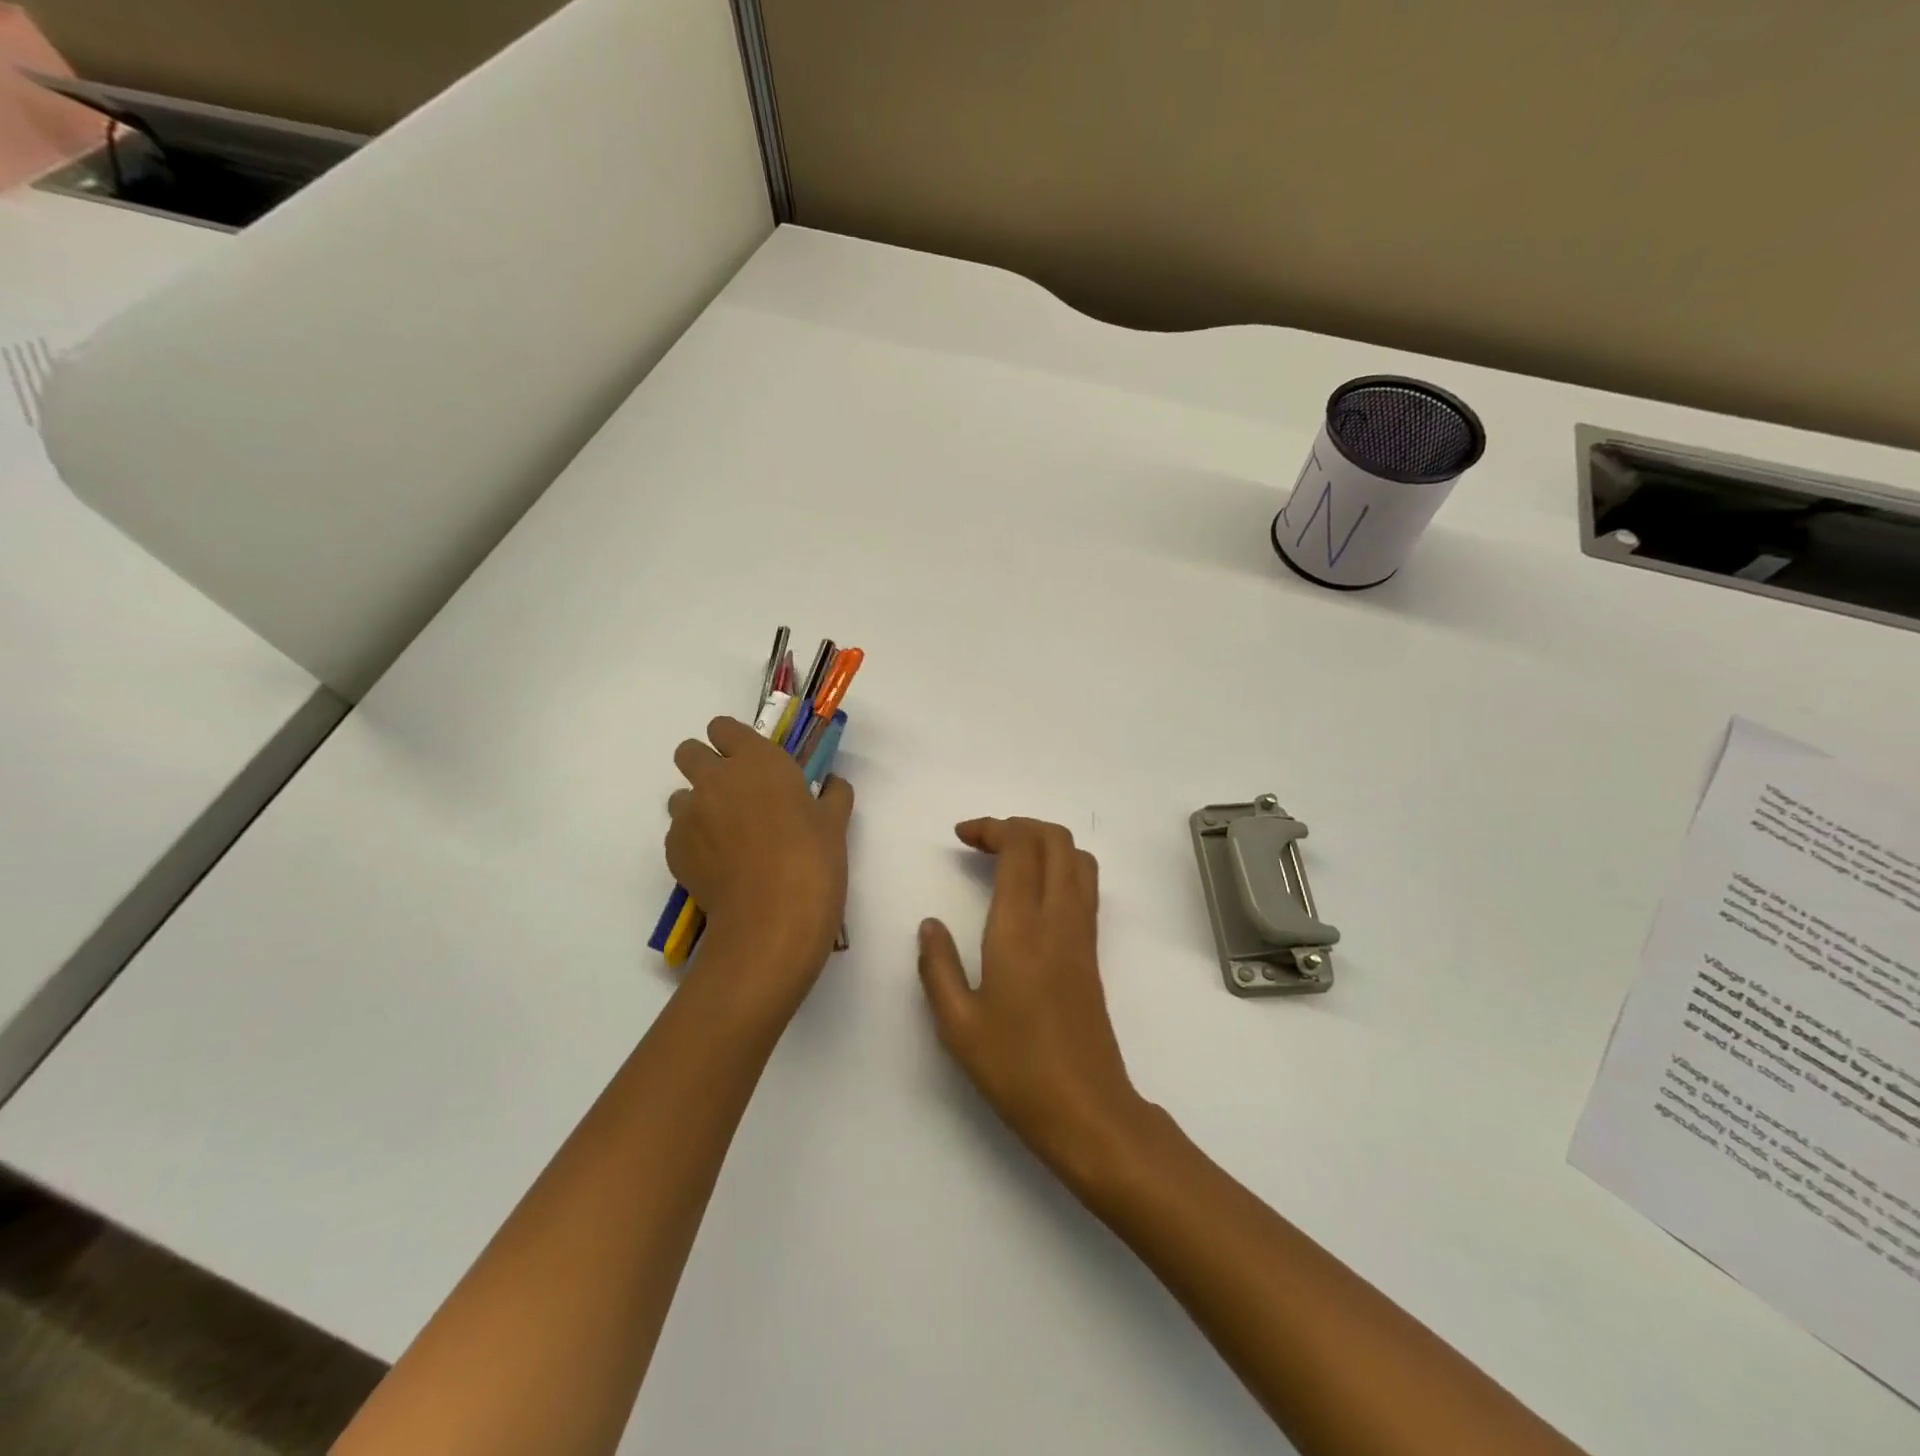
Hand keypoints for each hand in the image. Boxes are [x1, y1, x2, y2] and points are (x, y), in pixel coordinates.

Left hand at [667, 717, 853, 993]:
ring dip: (698, 807)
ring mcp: (689, 814)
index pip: (723, 728)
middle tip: (733, 794)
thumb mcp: (835, 823)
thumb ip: (833, 795)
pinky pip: (678, 834)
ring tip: (725, 836)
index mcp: (756, 760)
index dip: (733, 742)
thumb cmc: (812, 860)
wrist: (772, 918)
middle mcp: (715, 778)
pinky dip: (694, 843)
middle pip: (688, 752)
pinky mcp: (674, 849)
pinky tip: (719, 867)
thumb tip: (833, 785)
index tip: (749, 761)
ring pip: (680, 796)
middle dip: (704, 765)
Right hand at [916, 817, 1148, 1182]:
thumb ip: (937, 966)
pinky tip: (1030, 894)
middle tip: (981, 842)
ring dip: (1043, 842)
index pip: (1020, 847)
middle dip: (1018, 825)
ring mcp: (1083, 932)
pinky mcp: (1093, 950)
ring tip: (1006, 859)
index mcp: (1021, 927)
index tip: (961, 837)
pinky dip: (1059, 866)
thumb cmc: (1015, 1068)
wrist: (1086, 1109)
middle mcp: (1059, 917)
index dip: (992, 828)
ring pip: (1077, 857)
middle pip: (1055, 838)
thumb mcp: (957, 1024)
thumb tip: (929, 925)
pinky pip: (1084, 884)